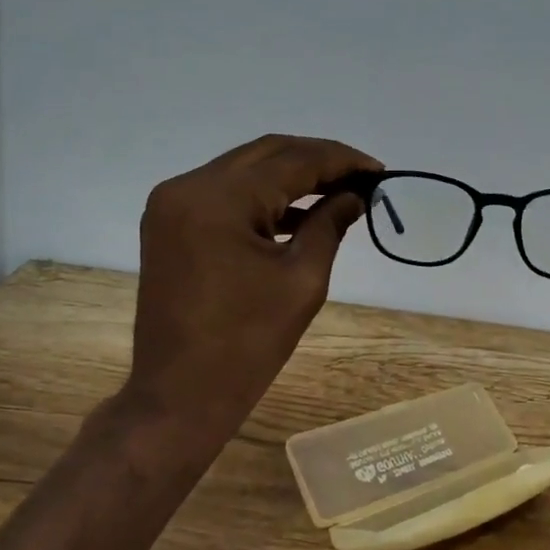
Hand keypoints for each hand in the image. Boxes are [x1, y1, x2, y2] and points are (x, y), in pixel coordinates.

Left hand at [120, 135, 382, 457]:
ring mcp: (172, 204)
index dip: (340, 160)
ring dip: (290, 176)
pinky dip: (262, 197)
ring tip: (338, 191)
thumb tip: (356, 194)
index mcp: (218, 199)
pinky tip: (298, 212)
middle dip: (318, 160)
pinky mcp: (170, 223)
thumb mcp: (302, 280)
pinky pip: (225, 194)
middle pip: (266, 154)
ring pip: (244, 169)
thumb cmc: (247, 344)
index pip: (292, 160)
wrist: (179, 395)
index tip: (379, 170)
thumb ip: (330, 223)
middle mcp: (188, 187)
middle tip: (362, 177)